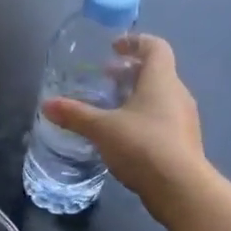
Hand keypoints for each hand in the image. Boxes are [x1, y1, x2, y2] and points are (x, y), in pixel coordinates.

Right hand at [42, 34, 206, 218]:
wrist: (180, 188)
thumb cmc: (143, 146)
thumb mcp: (102, 129)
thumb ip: (75, 115)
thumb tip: (47, 104)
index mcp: (161, 80)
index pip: (155, 47)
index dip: (135, 42)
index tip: (113, 47)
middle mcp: (177, 94)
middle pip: (156, 72)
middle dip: (129, 73)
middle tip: (104, 79)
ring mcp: (184, 119)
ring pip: (159, 97)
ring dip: (136, 96)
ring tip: (109, 108)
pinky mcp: (183, 142)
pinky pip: (162, 119)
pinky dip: (142, 118)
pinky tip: (123, 136)